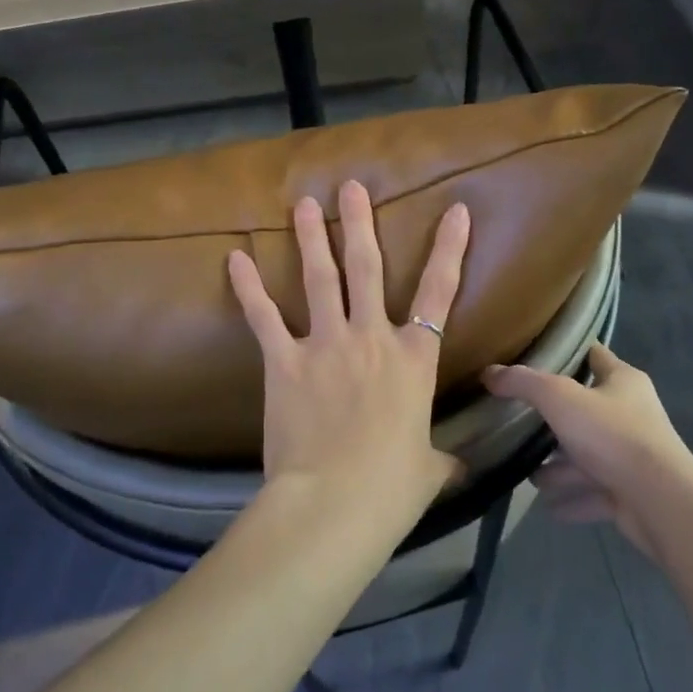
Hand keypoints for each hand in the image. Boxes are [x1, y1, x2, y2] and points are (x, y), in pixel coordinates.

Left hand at [228, 182, 468, 523]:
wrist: (334, 504)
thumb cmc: (391, 489)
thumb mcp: (429, 470)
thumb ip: (442, 458)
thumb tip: (458, 467)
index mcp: (414, 359)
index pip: (439, 292)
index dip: (450, 249)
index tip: (455, 211)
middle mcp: (372, 338)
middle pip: (367, 268)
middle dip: (359, 223)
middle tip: (350, 187)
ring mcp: (326, 345)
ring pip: (319, 279)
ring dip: (311, 238)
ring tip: (303, 203)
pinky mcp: (285, 363)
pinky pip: (264, 318)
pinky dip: (248, 288)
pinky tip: (235, 258)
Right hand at [482, 345, 692, 554]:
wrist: (659, 501)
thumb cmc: (612, 435)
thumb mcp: (560, 398)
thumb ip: (523, 383)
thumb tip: (490, 373)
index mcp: (623, 381)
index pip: (594, 356)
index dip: (568, 353)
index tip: (536, 356)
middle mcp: (632, 414)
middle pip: (586, 411)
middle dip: (555, 423)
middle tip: (521, 426)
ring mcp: (633, 456)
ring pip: (589, 457)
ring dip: (561, 468)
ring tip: (529, 476)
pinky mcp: (631, 493)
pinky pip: (595, 493)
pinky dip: (573, 499)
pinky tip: (549, 508)